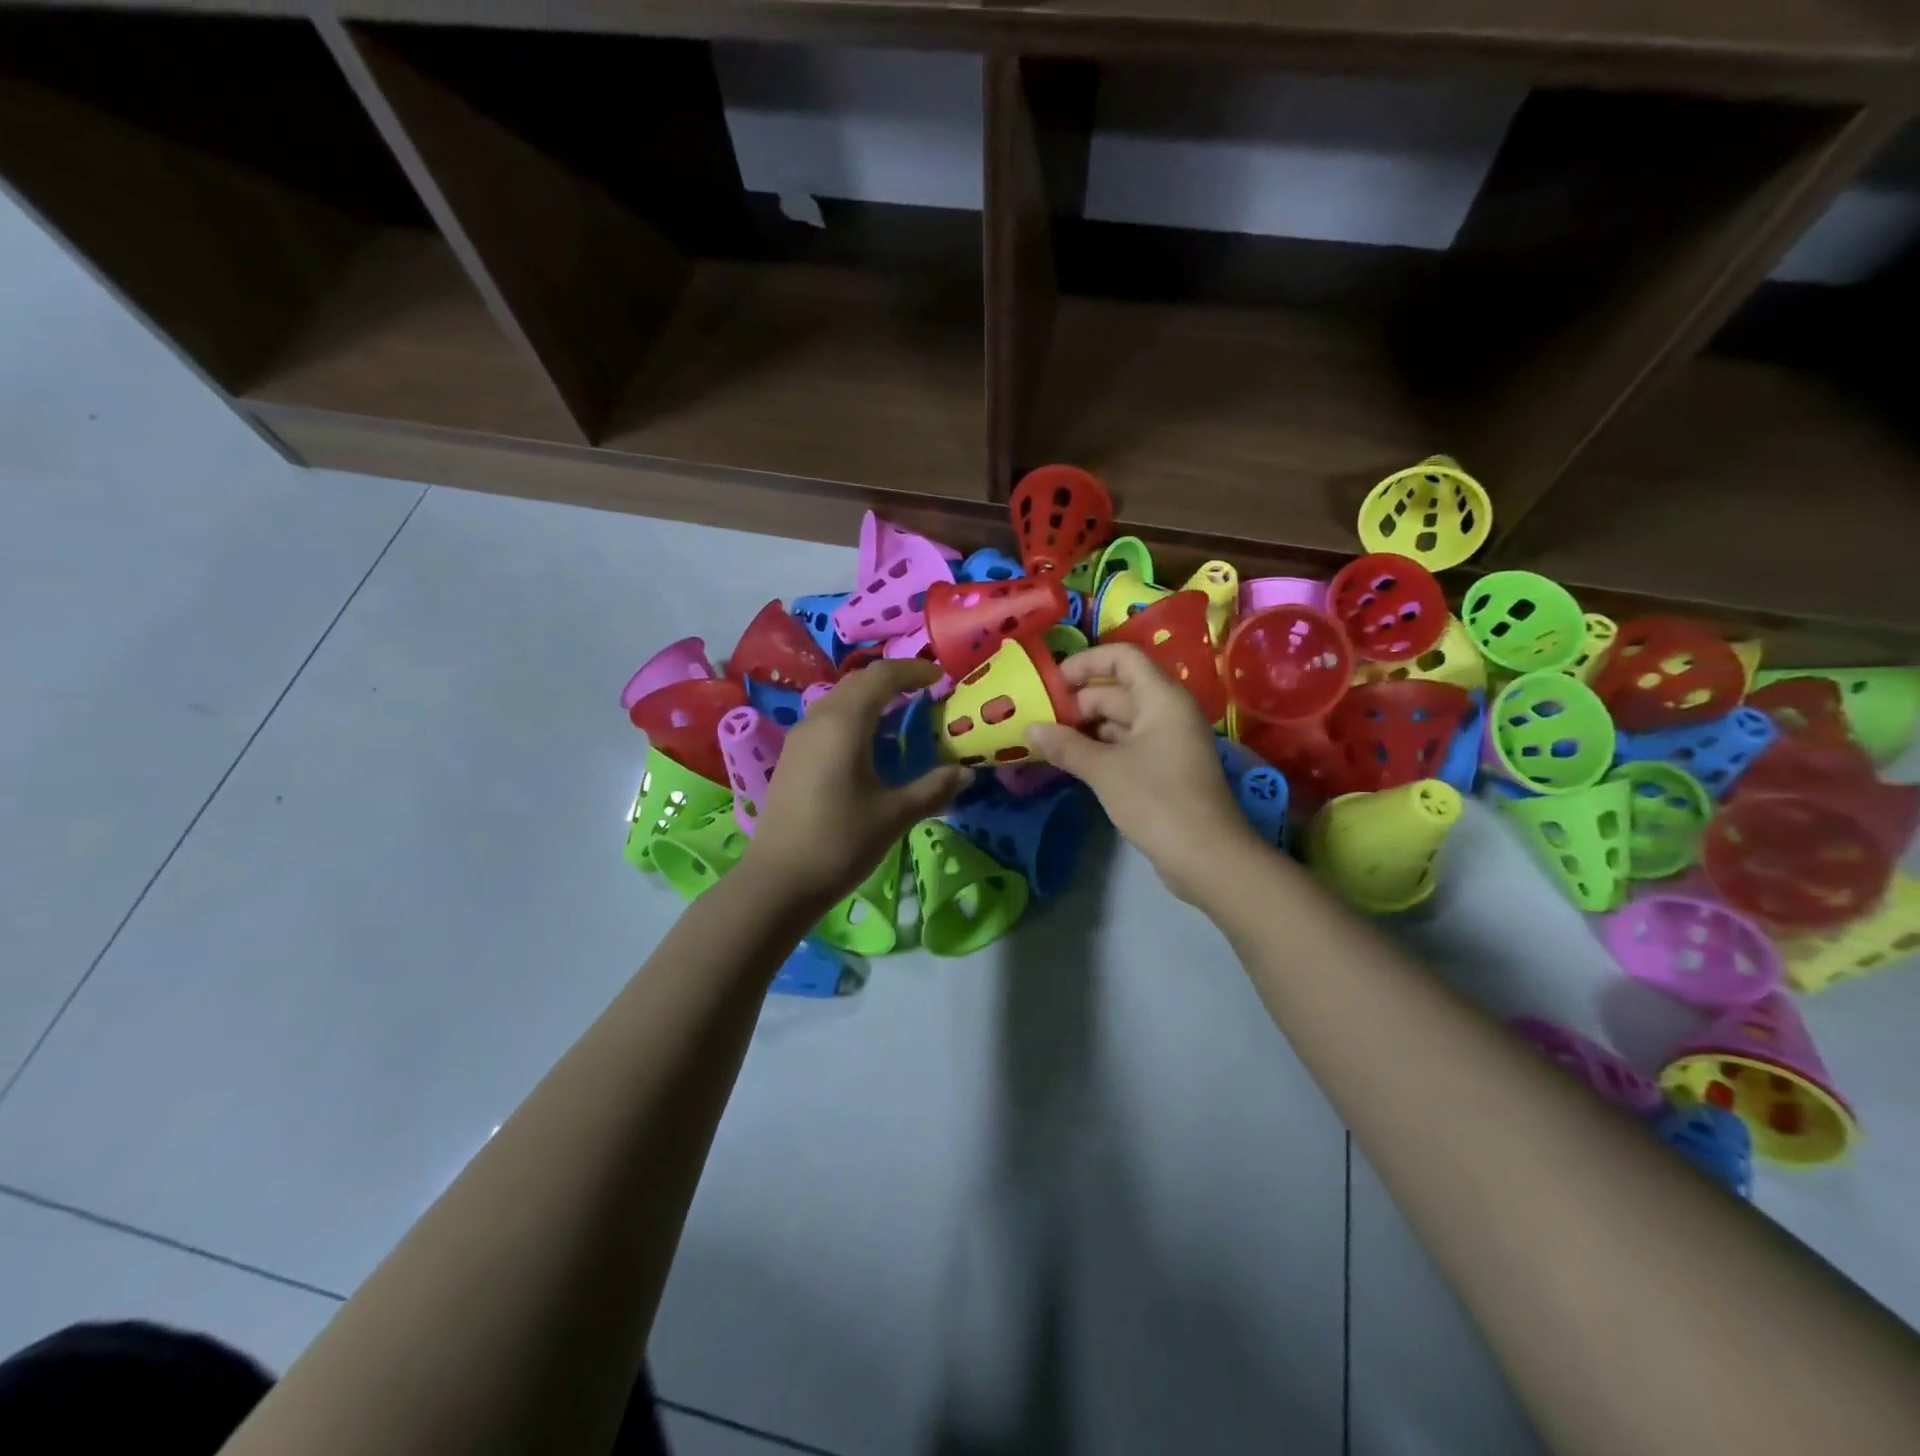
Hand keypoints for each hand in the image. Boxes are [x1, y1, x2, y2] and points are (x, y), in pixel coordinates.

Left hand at [742, 659, 973, 906]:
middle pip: (857, 682)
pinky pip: (826, 721)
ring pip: (838, 700)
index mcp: (844, 723)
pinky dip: (853, 719)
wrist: (778, 881)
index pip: (882, 676)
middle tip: (924, 694)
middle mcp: (818, 720)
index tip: (941, 677)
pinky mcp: (791, 759)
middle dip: (892, 680)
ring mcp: (799, 739)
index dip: (914, 670)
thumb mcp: (895, 815)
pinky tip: (867, 748)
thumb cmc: (840, 842)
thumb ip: (933, 788)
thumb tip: (966, 773)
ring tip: (899, 718)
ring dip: (870, 699)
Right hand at [1026, 644, 1258, 901]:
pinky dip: (1099, 750)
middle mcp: (1167, 712)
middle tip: (1038, 719)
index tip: (1052, 682)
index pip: (1123, 658)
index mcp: (1161, 698)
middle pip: (1117, 690)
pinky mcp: (1163, 770)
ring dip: (1084, 729)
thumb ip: (1066, 745)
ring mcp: (1167, 742)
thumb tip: (1031, 729)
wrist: (1207, 857)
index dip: (1086, 663)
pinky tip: (1070, 762)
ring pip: (1119, 722)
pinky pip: (1126, 746)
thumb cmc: (1157, 801)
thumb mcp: (1105, 770)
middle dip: (1077, 702)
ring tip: (1046, 740)